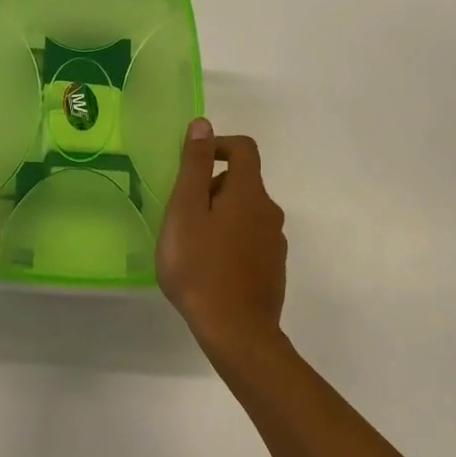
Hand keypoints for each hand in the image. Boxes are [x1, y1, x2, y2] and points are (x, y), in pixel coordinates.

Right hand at [156, 119, 287, 358]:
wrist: (236, 331)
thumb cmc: (200, 266)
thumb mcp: (186, 210)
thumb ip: (194, 166)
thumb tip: (203, 124)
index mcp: (249, 193)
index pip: (243, 148)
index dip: (217, 146)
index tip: (190, 164)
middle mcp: (269, 212)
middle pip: (242, 181)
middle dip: (211, 187)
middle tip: (181, 214)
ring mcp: (274, 242)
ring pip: (245, 212)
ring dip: (219, 215)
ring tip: (191, 243)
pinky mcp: (273, 268)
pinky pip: (250, 239)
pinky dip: (230, 240)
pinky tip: (209, 266)